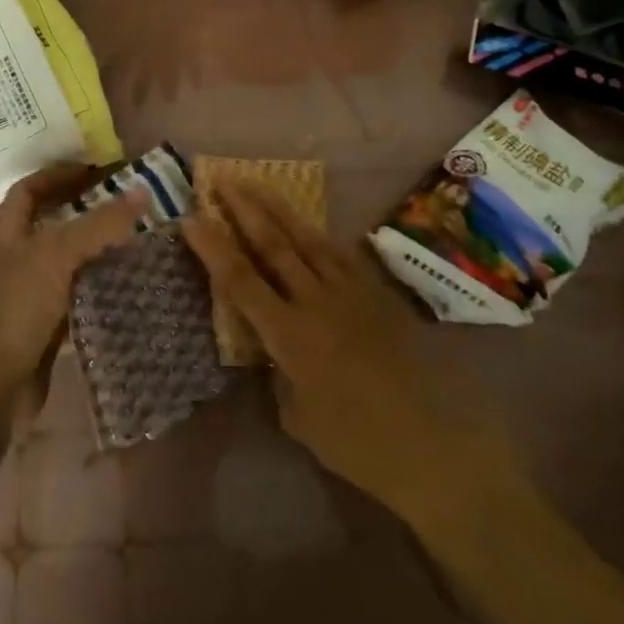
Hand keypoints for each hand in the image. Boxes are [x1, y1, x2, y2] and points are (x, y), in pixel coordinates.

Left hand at [0, 163, 148, 395]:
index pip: (29, 190)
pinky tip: (130, 287)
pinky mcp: (47, 329)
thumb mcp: (56, 255)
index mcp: (9, 235)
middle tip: (130, 206)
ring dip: (99, 252)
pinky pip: (79, 300)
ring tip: (140, 241)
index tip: (96, 170)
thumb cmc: (14, 309)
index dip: (57, 175)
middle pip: (53, 225)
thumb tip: (142, 191)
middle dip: (88, 212)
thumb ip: (99, 224)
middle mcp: (18, 261)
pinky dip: (101, 291)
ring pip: (70, 264)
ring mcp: (31, 297)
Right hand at [181, 183, 504, 519]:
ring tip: (255, 184)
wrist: (433, 442)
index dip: (212, 248)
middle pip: (273, 245)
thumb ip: (278, 374)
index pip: (240, 280)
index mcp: (290, 336)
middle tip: (221, 180)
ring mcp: (350, 292)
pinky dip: (315, 232)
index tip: (190, 219)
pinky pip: (339, 252)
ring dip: (277, 209)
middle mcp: (316, 302)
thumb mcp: (299, 417)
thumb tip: (272, 349)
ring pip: (307, 239)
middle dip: (244, 209)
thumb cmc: (358, 443)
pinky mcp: (376, 293)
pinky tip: (305, 222)